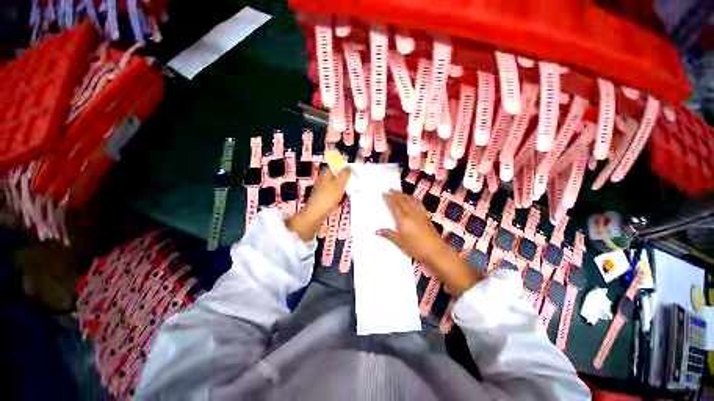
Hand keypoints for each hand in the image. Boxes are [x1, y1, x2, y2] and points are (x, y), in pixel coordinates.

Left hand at [286, 168, 349, 240]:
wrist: (316, 213)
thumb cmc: (328, 196)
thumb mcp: (339, 184)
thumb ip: (344, 175)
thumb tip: (348, 167)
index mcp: (326, 174)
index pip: (334, 166)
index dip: (342, 167)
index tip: (351, 170)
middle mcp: (322, 180)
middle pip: (334, 176)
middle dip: (343, 178)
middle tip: (352, 180)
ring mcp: (321, 189)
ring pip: (334, 185)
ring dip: (341, 187)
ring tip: (349, 190)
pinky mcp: (322, 198)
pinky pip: (332, 193)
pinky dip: (338, 194)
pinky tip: (342, 199)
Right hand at [376, 190, 447, 265]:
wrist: (436, 251)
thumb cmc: (416, 248)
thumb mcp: (400, 242)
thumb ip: (389, 234)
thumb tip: (376, 231)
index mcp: (403, 220)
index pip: (394, 206)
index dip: (389, 199)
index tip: (384, 193)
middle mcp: (411, 214)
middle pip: (402, 201)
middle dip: (396, 194)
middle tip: (390, 188)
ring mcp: (420, 214)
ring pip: (410, 201)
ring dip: (404, 195)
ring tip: (399, 191)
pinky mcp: (426, 216)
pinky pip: (419, 204)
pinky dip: (414, 199)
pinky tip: (413, 198)